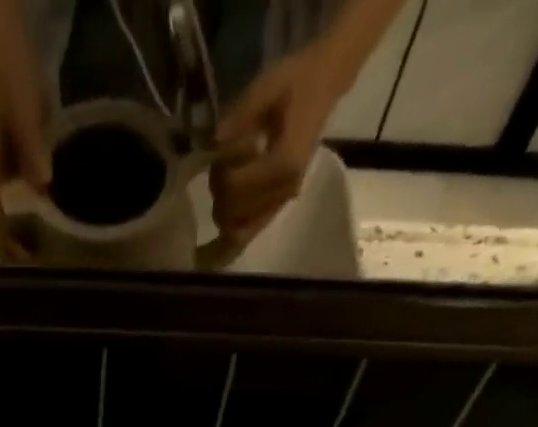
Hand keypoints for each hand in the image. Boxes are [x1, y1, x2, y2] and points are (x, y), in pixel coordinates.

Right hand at [0, 48, 48, 260]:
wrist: (4, 53)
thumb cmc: (9, 82)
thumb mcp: (22, 114)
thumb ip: (32, 149)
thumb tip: (43, 185)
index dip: (14, 252)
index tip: (35, 265)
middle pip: (8, 230)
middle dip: (26, 251)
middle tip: (53, 266)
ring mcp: (10, 177)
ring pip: (21, 219)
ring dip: (37, 237)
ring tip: (62, 252)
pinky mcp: (23, 167)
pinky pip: (33, 201)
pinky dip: (45, 216)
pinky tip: (64, 222)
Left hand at [211, 43, 345, 242]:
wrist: (324, 85)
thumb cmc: (295, 81)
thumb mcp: (266, 85)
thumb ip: (240, 114)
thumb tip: (213, 143)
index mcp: (284, 163)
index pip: (234, 186)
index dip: (220, 170)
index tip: (224, 147)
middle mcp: (284, 191)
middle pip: (231, 211)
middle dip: (219, 190)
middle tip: (224, 163)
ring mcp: (281, 203)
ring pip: (237, 229)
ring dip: (224, 207)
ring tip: (231, 176)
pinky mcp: (277, 207)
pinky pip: (248, 234)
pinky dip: (232, 232)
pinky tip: (220, 232)